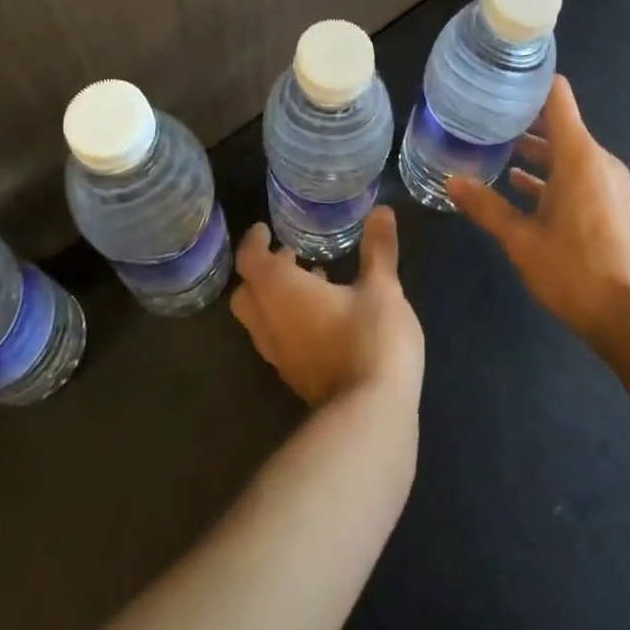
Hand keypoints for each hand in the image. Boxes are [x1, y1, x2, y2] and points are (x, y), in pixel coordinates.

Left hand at [230, 206, 424, 408]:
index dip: (254, 241)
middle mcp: (269, 323)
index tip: (265, 229)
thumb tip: (381, 210)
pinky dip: (289, 322)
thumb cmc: (371, 340)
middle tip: (289, 256)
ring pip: (260, 320)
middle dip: (261, 272)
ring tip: (313, 282)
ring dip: (276, 298)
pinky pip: (278, 341)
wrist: (371, 419)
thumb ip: (378, 249)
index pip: (250, 260)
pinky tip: (326, 318)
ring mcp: (279, 356)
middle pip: (246, 293)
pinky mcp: (295, 379)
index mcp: (281, 291)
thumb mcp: (382, 288)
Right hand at [448, 75, 629, 352]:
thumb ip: (485, 206)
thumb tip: (450, 181)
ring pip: (565, 150)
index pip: (557, 96)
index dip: (529, 81)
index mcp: (579, 155)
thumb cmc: (575, 272)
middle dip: (521, 117)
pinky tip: (516, 184)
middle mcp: (596, 160)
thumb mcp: (521, 239)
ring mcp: (607, 182)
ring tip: (491, 146)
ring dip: (533, 148)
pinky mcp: (609, 203)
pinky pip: (575, 173)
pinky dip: (548, 172)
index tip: (497, 78)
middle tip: (480, 114)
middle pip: (558, 121)